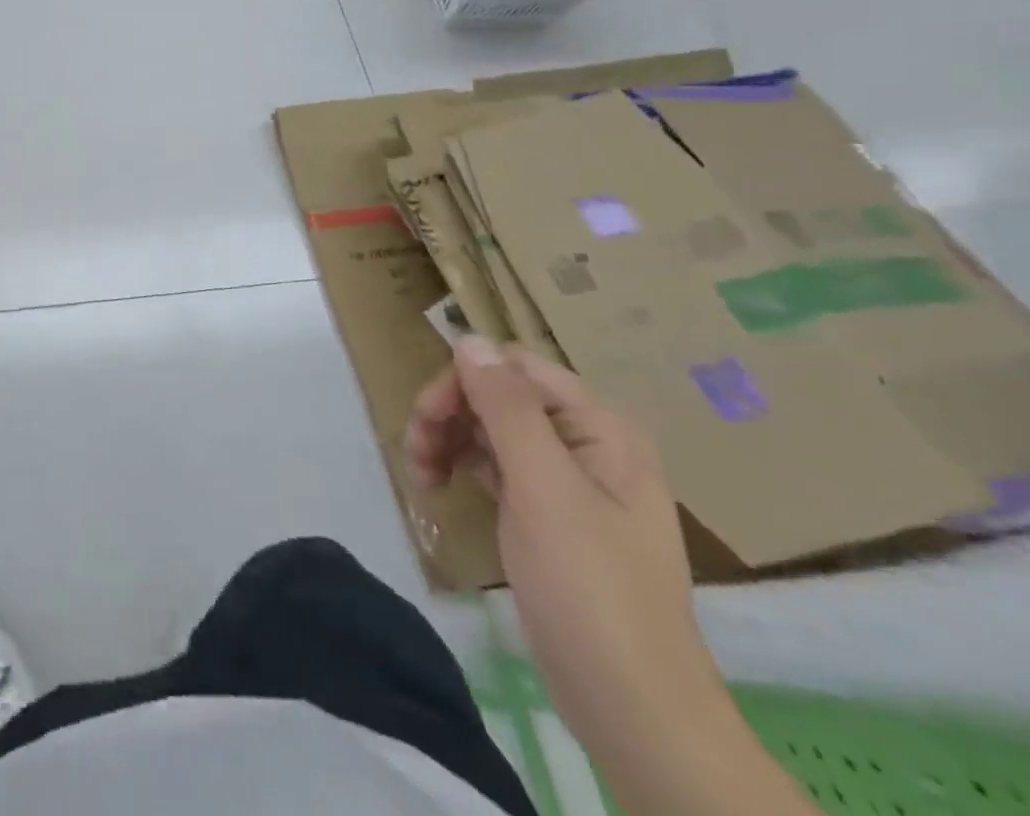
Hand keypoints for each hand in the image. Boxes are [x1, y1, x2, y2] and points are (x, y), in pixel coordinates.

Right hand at [404, 338, 726, 749]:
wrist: (634, 710)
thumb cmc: (590, 589)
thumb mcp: (544, 489)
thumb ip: (507, 407)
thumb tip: (471, 339)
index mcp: (599, 426)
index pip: (513, 367)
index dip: (464, 382)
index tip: (426, 420)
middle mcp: (586, 441)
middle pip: (498, 394)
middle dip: (450, 414)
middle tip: (416, 453)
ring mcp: (568, 479)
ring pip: (490, 428)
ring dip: (448, 440)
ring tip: (422, 477)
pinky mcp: (549, 514)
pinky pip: (496, 465)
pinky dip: (462, 467)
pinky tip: (441, 488)